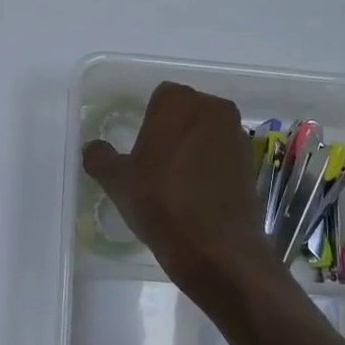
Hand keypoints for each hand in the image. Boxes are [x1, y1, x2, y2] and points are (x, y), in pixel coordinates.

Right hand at [82, 82, 280, 298]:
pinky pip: (223, 158)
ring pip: (208, 134)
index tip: (139, 147)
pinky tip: (196, 196)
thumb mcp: (117, 181)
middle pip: (187, 113)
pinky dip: (211, 169)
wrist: (214, 246)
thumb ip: (101, 158)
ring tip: (176, 182)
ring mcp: (237, 137)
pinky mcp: (251, 165)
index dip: (148, 121)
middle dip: (173, 131)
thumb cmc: (159, 201)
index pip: (160, 98)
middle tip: (154, 163)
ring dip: (194, 149)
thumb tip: (93, 148)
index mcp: (178, 103)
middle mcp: (213, 110)